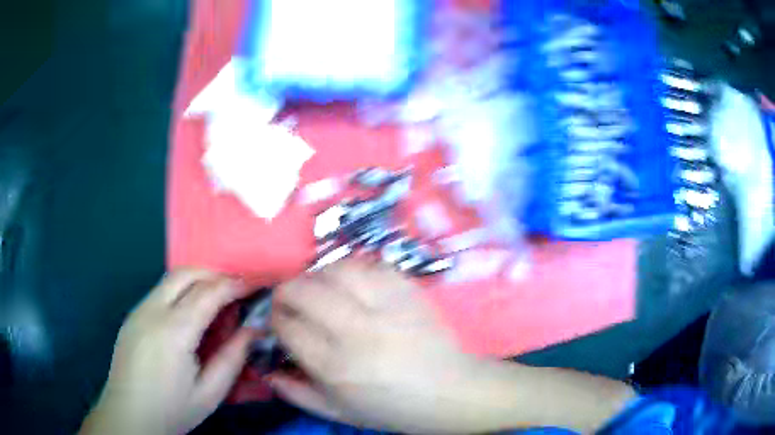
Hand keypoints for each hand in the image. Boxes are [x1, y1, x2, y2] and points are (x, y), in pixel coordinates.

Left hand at [79, 269, 257, 434]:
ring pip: (170, 280)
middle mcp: (152, 311)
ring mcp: (138, 311)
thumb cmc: (172, 410)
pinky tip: (189, 316)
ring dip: (196, 281)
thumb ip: (232, 358)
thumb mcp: (210, 393)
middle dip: (214, 274)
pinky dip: (180, 292)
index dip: (234, 284)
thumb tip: (253, 330)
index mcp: (174, 332)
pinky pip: (160, 293)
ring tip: (215, 301)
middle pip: (185, 273)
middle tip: (236, 289)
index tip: (255, 283)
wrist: (129, 415)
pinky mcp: (132, 316)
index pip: (208, 293)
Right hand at [270, 260, 634, 433]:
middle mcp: (357, 331)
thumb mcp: (339, 412)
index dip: (275, 319)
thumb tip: (265, 368)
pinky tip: (351, 284)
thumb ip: (296, 392)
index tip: (277, 321)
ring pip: (335, 270)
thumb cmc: (395, 409)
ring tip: (318, 290)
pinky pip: (369, 265)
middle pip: (303, 290)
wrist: (454, 392)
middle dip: (286, 292)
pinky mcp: (409, 290)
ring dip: (317, 276)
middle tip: (290, 301)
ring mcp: (387, 305)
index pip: (287, 326)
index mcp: (337, 367)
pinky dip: (351, 270)